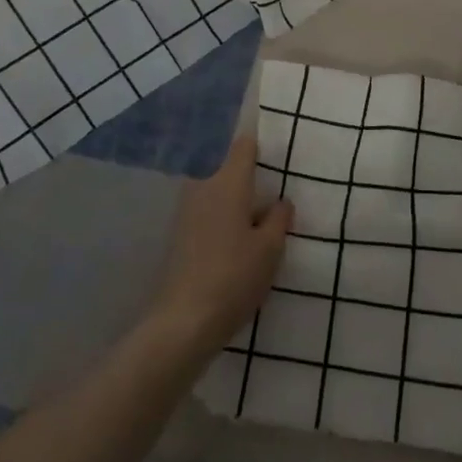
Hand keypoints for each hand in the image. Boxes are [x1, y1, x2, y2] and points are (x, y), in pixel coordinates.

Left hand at [147, 135, 289, 355]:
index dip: (260, 141)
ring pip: (215, 187)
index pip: (244, 145)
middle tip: (272, 183)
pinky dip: (222, 212)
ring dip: (234, 193)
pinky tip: (237, 233)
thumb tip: (281, 201)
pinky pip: (206, 208)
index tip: (276, 145)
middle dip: (247, 170)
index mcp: (228, 182)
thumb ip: (278, 219)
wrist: (184, 320)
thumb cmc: (234, 276)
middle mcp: (203, 186)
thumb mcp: (270, 249)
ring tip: (259, 211)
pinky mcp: (180, 233)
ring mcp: (187, 209)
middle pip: (227, 165)